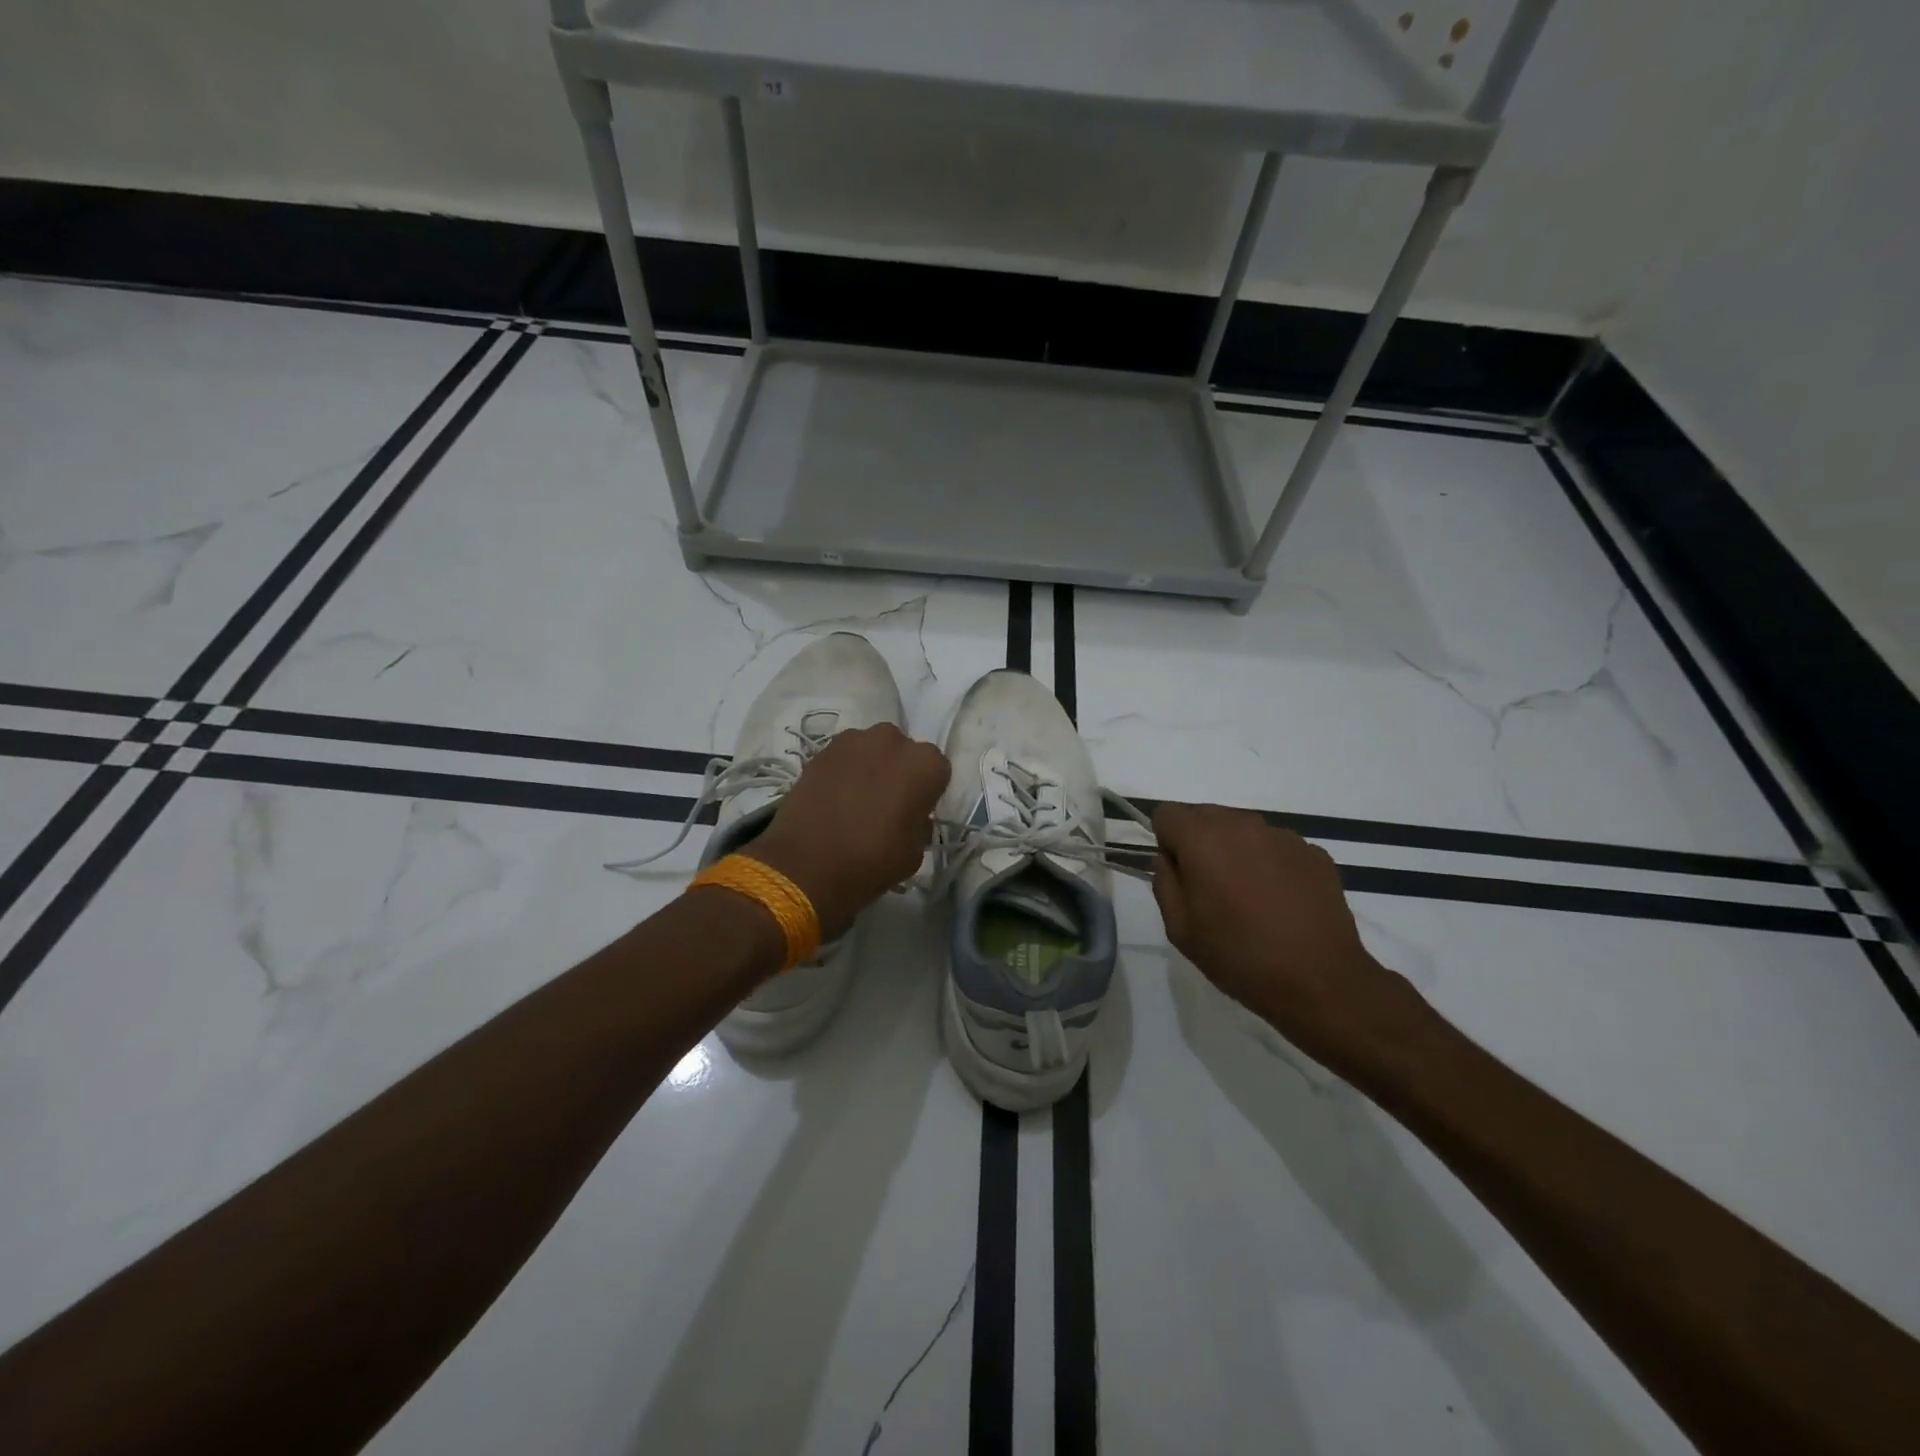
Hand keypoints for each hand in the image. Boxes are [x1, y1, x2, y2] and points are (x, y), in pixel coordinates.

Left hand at [746, 724, 950, 940]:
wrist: (805, 866)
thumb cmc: (871, 862)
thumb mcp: (914, 853)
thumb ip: (919, 824)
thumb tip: (911, 816)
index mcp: (924, 765)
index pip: (937, 769)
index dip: (927, 791)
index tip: (916, 810)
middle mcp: (892, 741)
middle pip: (904, 751)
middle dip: (899, 771)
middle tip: (887, 802)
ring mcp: (853, 741)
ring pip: (872, 749)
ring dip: (871, 766)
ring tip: (858, 798)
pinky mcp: (822, 750)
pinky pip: (845, 756)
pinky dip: (845, 770)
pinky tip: (835, 797)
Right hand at [1151, 803, 1416, 1073]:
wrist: (1319, 981)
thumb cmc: (1238, 956)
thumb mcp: (1180, 928)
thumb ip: (1164, 882)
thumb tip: (1168, 859)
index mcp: (1202, 839)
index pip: (1167, 814)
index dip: (1166, 841)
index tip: (1179, 875)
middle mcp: (1242, 825)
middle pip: (1206, 816)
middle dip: (1200, 843)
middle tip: (1211, 889)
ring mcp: (1283, 837)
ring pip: (1243, 830)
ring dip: (1236, 852)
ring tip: (1250, 899)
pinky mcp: (1314, 853)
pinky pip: (1277, 848)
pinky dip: (1271, 865)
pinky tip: (1281, 904)